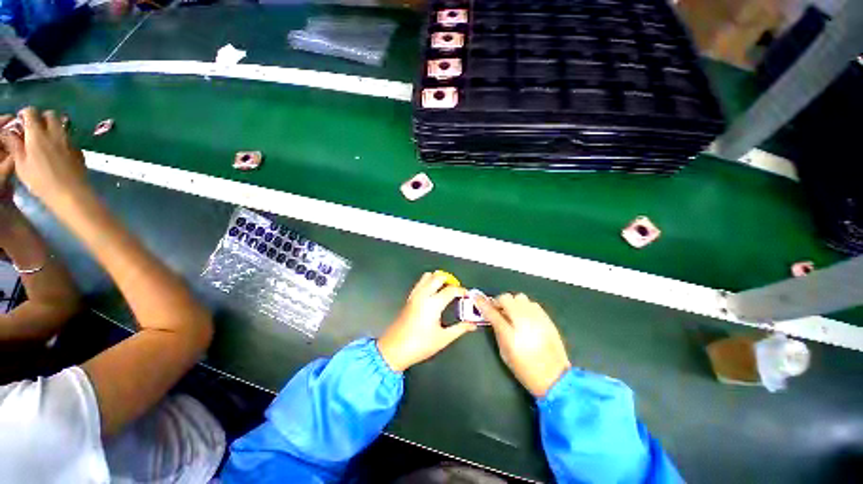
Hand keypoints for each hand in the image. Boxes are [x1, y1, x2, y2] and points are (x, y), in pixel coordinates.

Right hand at [0, 107, 88, 210]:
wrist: (71, 192)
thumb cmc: (41, 181)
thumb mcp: (21, 164)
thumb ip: (15, 146)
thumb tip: (8, 133)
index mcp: (37, 134)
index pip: (31, 112)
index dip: (24, 114)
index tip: (20, 122)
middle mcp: (55, 133)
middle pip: (50, 114)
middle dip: (41, 117)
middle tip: (34, 129)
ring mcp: (69, 140)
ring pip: (61, 124)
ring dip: (53, 127)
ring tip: (45, 140)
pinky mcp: (79, 149)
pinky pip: (69, 137)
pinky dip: (62, 138)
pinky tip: (57, 150)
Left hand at [377, 272, 476, 371]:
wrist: (393, 350)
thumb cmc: (419, 345)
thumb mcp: (443, 338)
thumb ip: (460, 329)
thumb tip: (472, 325)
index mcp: (433, 303)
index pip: (451, 289)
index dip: (462, 291)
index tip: (467, 295)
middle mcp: (423, 295)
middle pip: (438, 277)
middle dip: (449, 280)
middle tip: (456, 290)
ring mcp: (414, 295)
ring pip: (427, 276)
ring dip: (437, 279)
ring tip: (445, 289)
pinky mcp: (409, 298)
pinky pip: (420, 283)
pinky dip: (428, 282)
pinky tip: (433, 294)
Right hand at [476, 293, 570, 397]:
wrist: (554, 378)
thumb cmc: (524, 369)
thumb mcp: (504, 352)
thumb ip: (497, 330)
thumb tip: (493, 316)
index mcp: (510, 334)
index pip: (492, 312)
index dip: (482, 303)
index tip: (476, 297)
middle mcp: (524, 321)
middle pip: (507, 298)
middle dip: (500, 302)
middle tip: (499, 310)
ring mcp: (537, 318)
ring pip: (520, 297)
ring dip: (513, 303)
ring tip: (513, 313)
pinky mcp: (547, 318)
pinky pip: (532, 303)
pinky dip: (525, 306)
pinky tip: (526, 317)